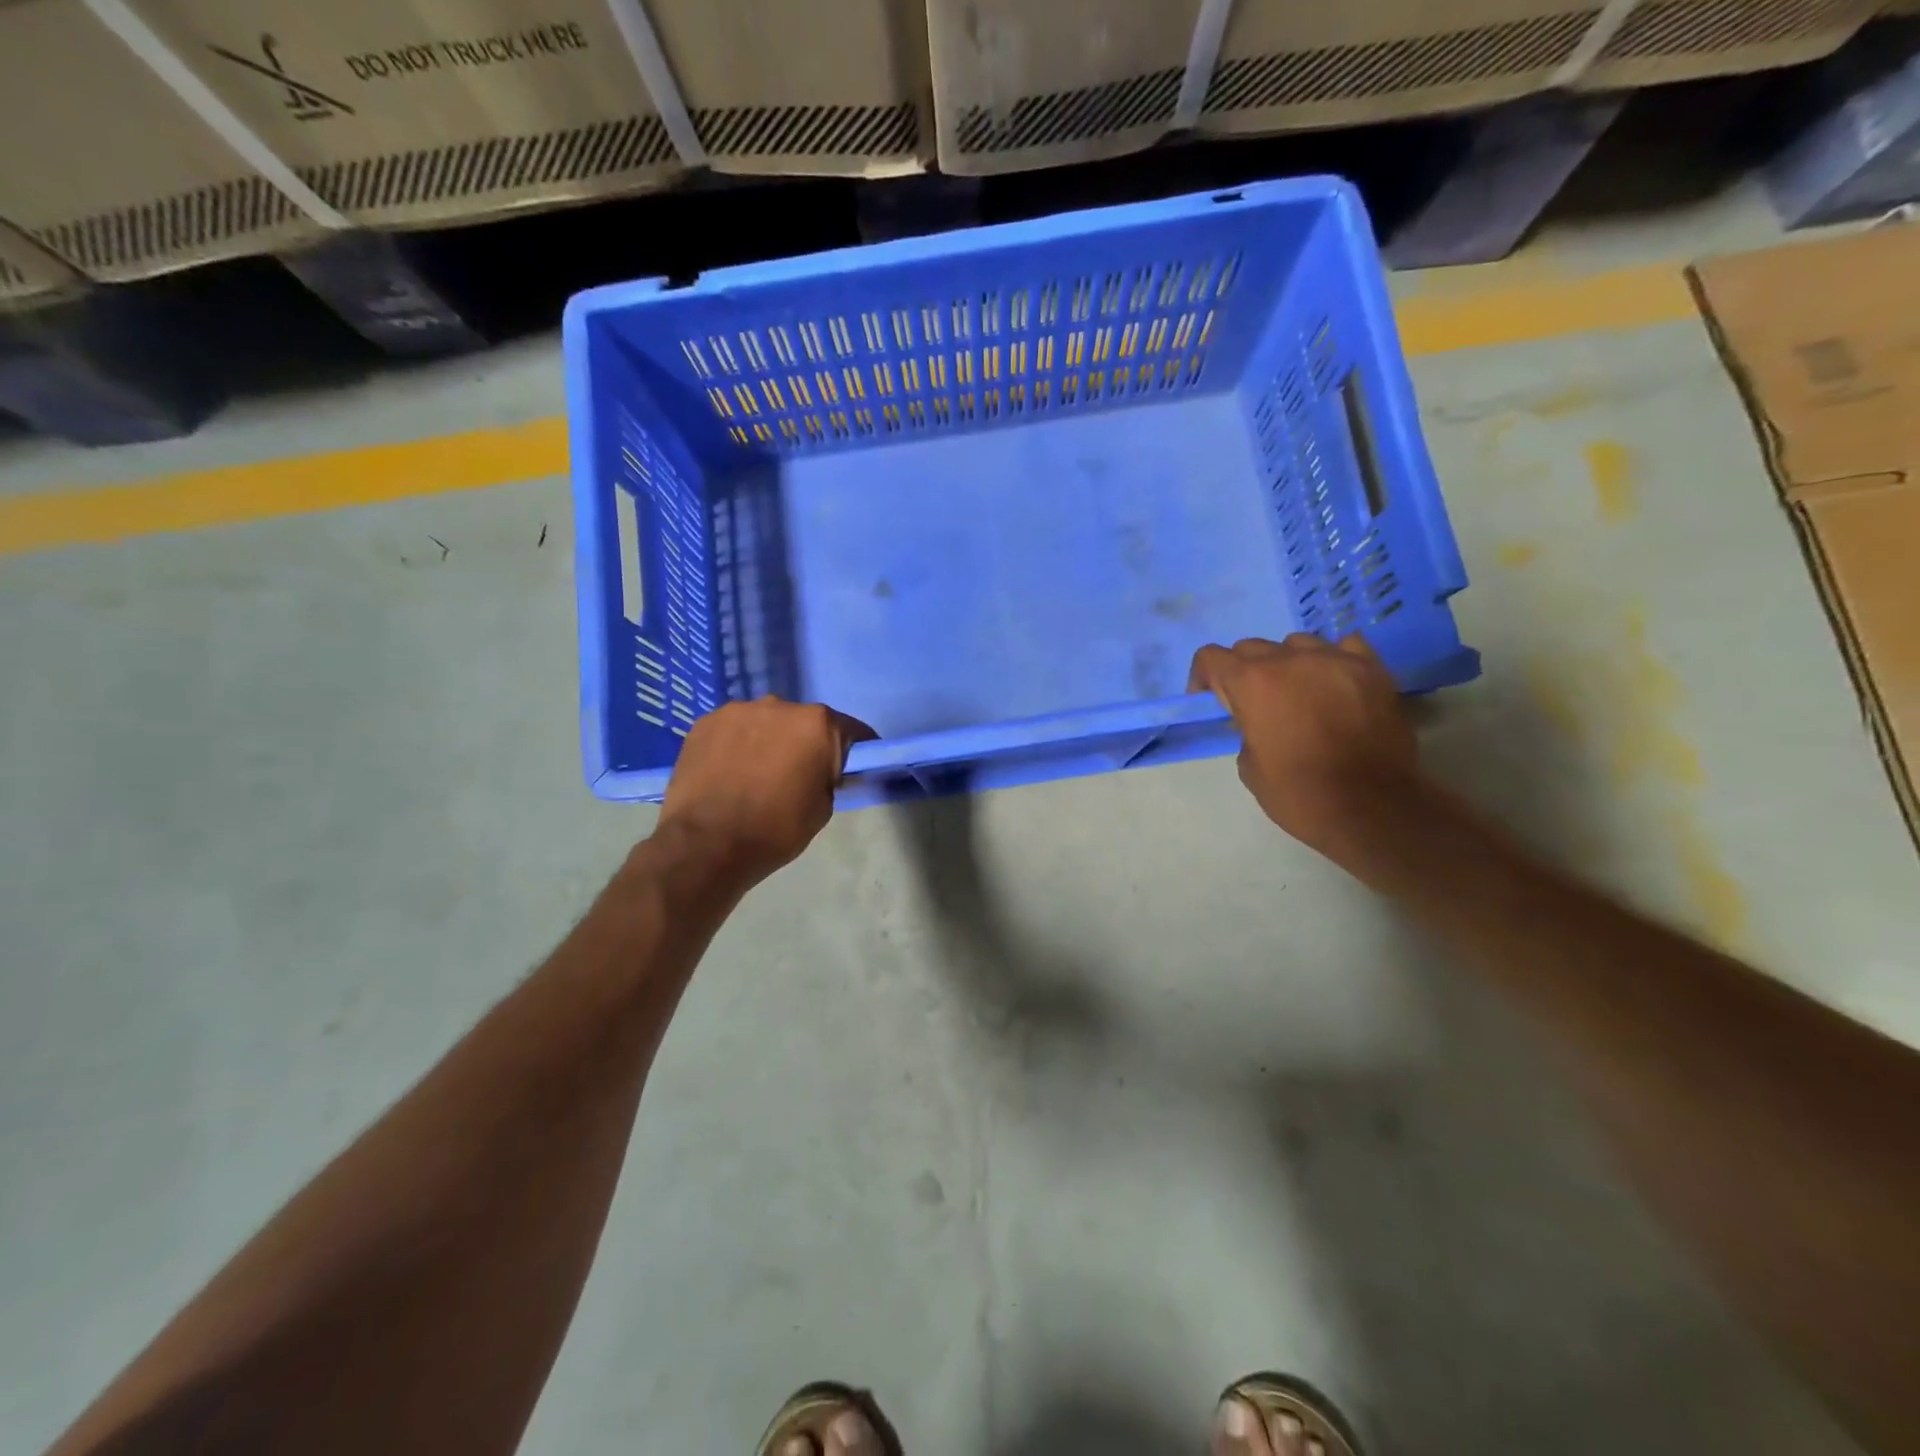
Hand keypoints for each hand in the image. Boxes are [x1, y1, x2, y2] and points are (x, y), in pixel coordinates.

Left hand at [656, 697, 875, 891]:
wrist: (706, 845)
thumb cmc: (776, 829)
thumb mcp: (823, 808)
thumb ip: (830, 777)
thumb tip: (824, 769)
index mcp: (818, 724)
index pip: (851, 731)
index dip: (855, 751)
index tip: (852, 769)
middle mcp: (780, 705)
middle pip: (804, 722)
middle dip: (806, 743)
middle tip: (797, 775)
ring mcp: (738, 710)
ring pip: (766, 722)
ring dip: (769, 740)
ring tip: (756, 774)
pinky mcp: (705, 722)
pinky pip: (733, 729)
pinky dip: (737, 744)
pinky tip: (728, 772)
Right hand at [1188, 634, 1416, 855]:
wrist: (1372, 808)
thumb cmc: (1300, 793)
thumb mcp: (1249, 767)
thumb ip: (1246, 730)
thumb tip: (1259, 721)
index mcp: (1251, 683)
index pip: (1211, 657)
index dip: (1205, 678)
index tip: (1212, 702)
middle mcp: (1289, 660)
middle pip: (1252, 647)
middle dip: (1245, 672)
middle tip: (1255, 704)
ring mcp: (1334, 659)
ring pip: (1297, 643)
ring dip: (1288, 663)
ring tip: (1299, 692)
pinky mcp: (1372, 668)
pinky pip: (1344, 646)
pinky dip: (1333, 660)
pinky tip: (1336, 683)